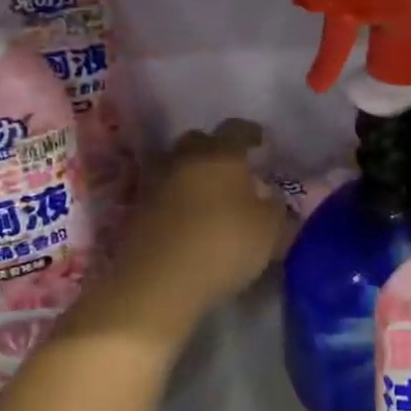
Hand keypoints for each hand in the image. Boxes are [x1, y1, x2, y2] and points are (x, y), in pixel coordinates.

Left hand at [86, 121, 291, 344]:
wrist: (158, 281)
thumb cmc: (223, 245)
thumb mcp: (269, 230)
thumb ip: (274, 208)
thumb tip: (270, 198)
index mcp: (220, 155)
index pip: (236, 129)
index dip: (250, 133)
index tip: (260, 141)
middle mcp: (184, 160)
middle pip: (197, 141)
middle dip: (214, 149)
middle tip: (230, 167)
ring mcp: (155, 185)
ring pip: (175, 167)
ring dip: (191, 175)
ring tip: (207, 195)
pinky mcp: (136, 212)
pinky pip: (162, 196)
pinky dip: (176, 201)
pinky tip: (188, 219)